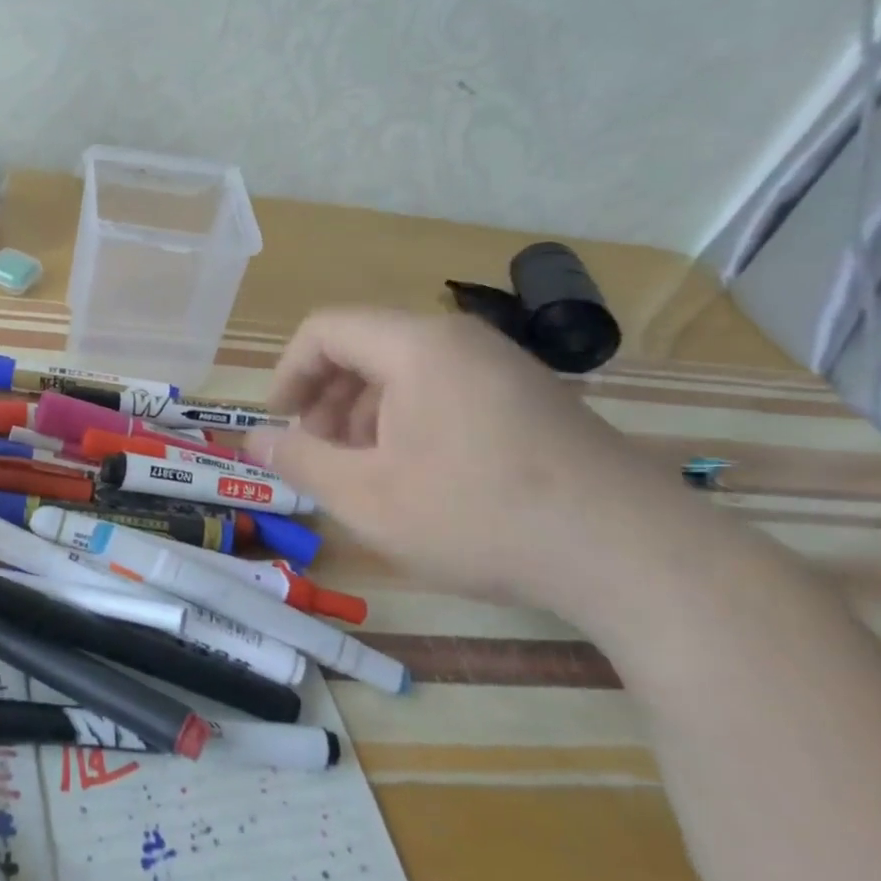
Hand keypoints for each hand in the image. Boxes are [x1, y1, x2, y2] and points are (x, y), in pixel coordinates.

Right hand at [247, 309, 683, 614]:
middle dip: (327, 399)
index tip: (280, 425)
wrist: (628, 551)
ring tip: (366, 473)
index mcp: (415, 346)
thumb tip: (252, 439)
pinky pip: (447, 389)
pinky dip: (411, 421)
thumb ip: (300, 461)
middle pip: (365, 347)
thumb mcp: (368, 498)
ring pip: (406, 371)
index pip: (324, 329)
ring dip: (367, 414)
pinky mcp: (530, 396)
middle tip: (319, 456)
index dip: (288, 373)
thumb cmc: (477, 516)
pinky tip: (420, 476)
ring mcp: (502, 365)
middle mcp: (459, 339)